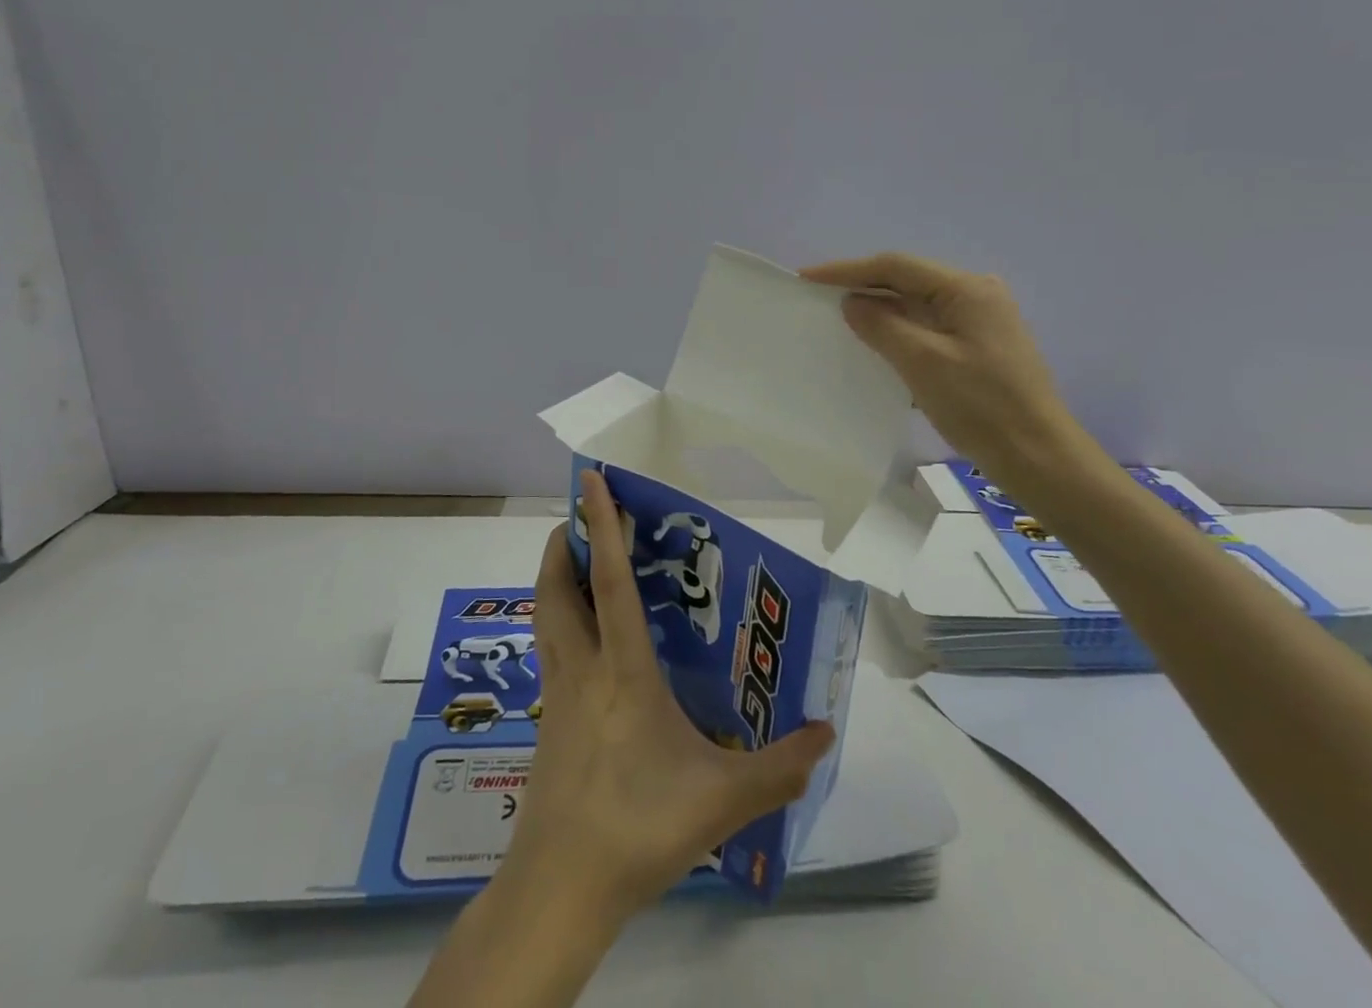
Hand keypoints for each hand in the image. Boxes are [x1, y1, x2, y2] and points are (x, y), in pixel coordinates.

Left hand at [506, 470, 834, 921]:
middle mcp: (582, 669)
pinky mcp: (547, 722)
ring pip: (545, 617)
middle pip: (556, 589)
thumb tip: (826, 733)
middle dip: (562, 544)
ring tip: (577, 565)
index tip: (590, 481)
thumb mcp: (723, 800)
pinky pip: (550, 651)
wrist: (560, 890)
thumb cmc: (639, 828)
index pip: (610, 582)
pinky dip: (560, 622)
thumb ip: (779, 767)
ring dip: (555, 579)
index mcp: (622, 671)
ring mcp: (557, 696)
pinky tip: (585, 642)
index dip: (600, 527)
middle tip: (579, 519)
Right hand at [801, 252, 1090, 494]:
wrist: (1039, 458)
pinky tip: (876, 346)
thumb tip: (852, 303)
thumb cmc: (981, 406)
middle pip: (907, 281)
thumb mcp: (923, 363)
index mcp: (967, 289)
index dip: (847, 270)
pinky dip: (899, 332)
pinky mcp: (978, 347)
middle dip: (862, 287)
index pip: (896, 266)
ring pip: (917, 306)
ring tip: (839, 320)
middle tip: (817, 298)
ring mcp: (980, 321)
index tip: (807, 278)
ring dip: (880, 311)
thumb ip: (882, 326)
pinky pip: (928, 328)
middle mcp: (976, 295)